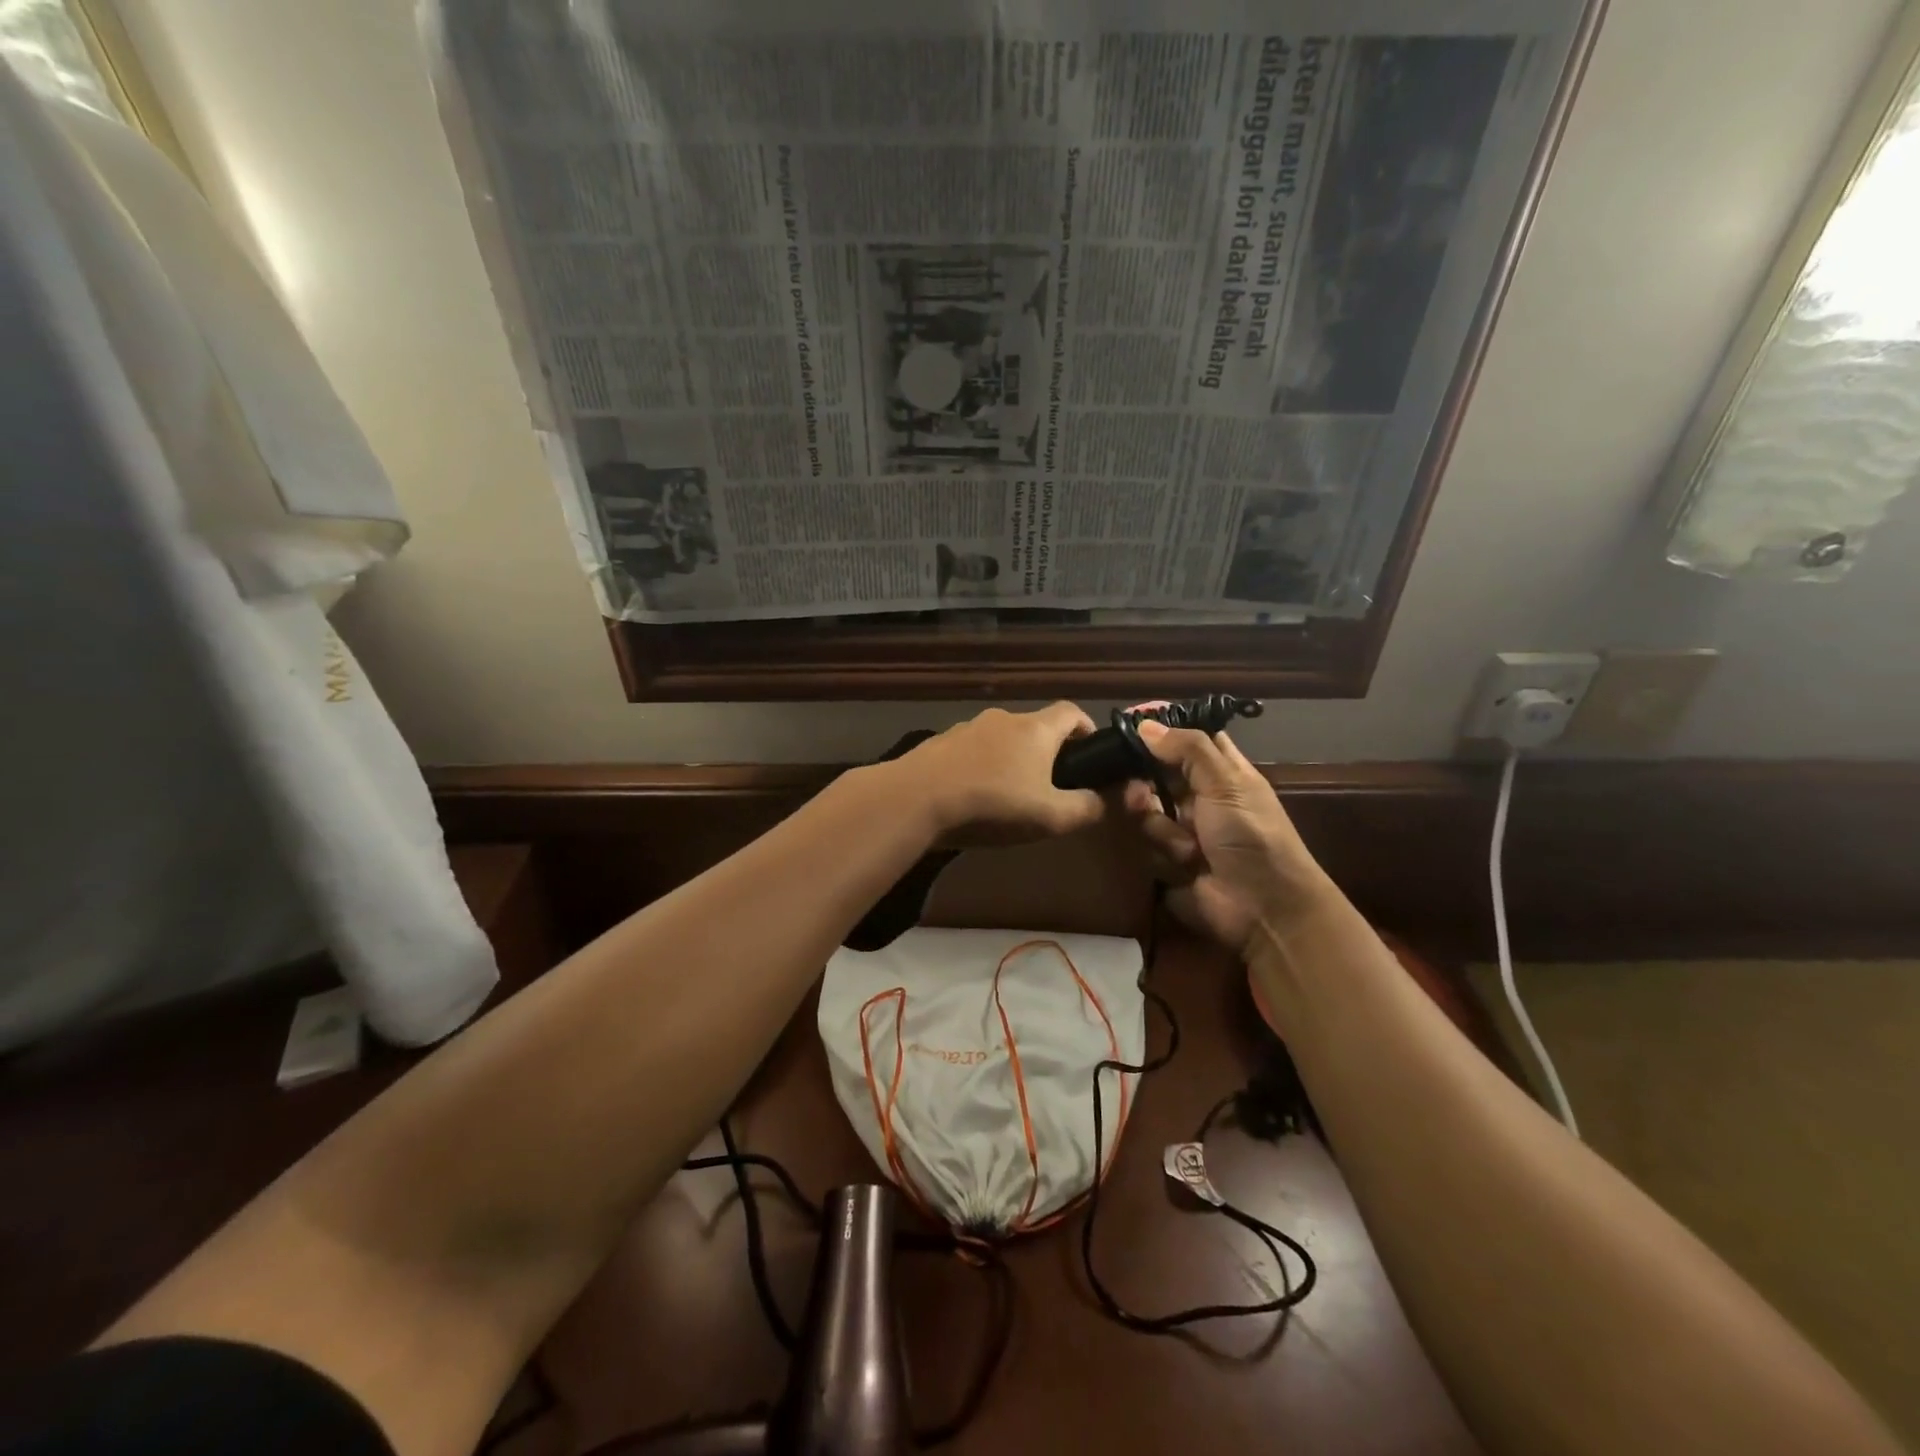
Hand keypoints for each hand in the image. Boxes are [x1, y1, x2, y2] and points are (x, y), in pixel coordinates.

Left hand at [887, 702, 1106, 847]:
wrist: (915, 799)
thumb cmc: (992, 804)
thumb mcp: (1050, 816)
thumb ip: (1089, 808)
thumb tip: (1114, 800)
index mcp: (1036, 728)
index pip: (1072, 711)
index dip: (1086, 728)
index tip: (1091, 754)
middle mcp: (1003, 718)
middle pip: (1036, 727)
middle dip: (1049, 752)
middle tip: (1052, 786)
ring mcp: (967, 727)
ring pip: (1002, 739)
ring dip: (1012, 760)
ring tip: (1009, 796)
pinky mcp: (940, 743)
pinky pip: (972, 751)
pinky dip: (981, 767)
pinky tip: (973, 796)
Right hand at [1121, 720, 1334, 957]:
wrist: (1262, 907)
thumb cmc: (1252, 836)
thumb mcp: (1227, 783)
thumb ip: (1188, 749)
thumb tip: (1145, 724)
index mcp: (1222, 773)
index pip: (1190, 740)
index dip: (1164, 731)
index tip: (1130, 724)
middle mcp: (1199, 797)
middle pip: (1156, 775)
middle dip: (1144, 781)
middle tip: (1139, 789)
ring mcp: (1182, 830)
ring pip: (1146, 810)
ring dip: (1160, 825)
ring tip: (1184, 844)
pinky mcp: (1167, 861)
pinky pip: (1144, 844)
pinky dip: (1163, 852)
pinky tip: (1185, 863)